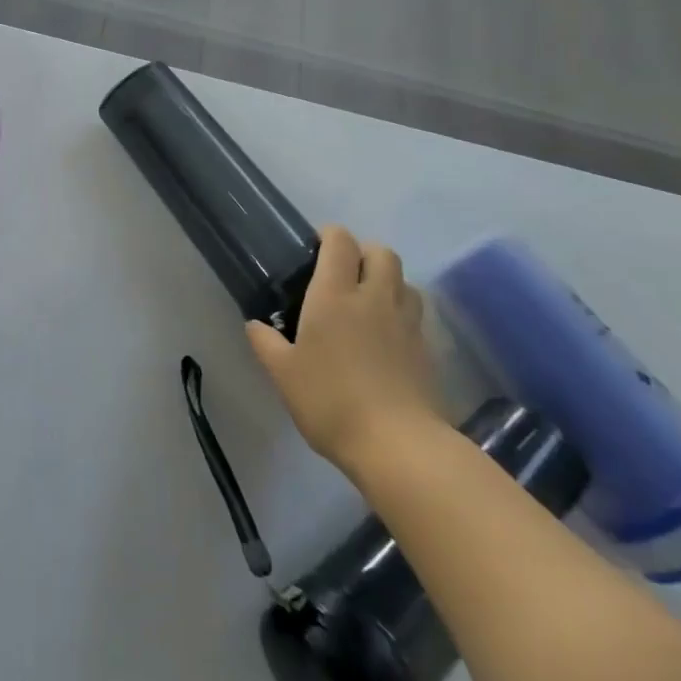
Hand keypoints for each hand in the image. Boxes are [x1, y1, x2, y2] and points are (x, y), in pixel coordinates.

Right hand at [247, 226, 444, 475]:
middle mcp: (374, 297)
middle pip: (381, 252)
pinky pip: (415, 314)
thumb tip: (254, 324)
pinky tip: (387, 336)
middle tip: (343, 274)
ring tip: (369, 302)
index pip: (340, 241)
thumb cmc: (330, 401)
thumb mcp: (283, 374)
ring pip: (404, 280)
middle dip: (363, 253)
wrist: (398, 445)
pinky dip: (402, 312)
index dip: (329, 235)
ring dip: (388, 281)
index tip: (315, 248)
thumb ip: (266, 343)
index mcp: (334, 294)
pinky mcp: (426, 349)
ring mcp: (405, 322)